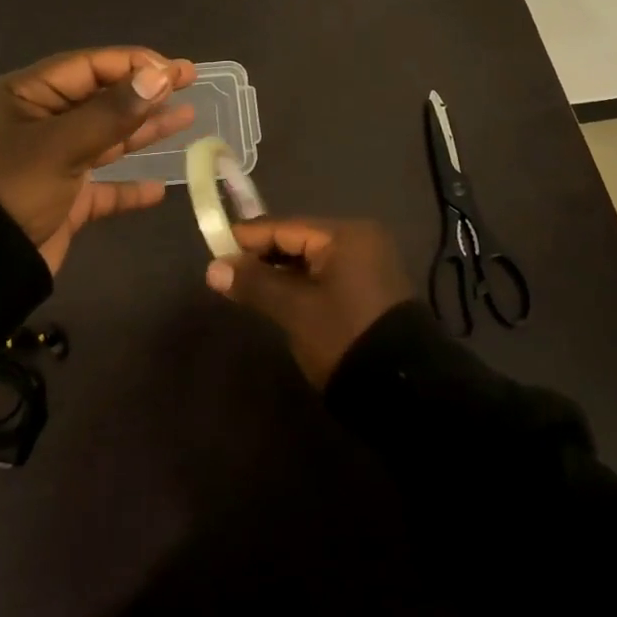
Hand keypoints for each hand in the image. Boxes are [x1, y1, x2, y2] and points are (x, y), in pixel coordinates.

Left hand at [0, 47, 197, 273]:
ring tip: (186, 117)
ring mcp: (51, 162)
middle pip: (101, 98)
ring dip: (143, 130)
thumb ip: (112, 112)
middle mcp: (40, 123)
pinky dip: (127, 188)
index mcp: (28, 96)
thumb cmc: (10, 189)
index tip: (176, 69)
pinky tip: (157, 190)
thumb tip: (159, 75)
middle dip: (144, 91)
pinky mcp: (60, 200)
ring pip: (106, 138)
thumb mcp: (60, 145)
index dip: (134, 64)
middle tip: (189, 81)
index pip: (89, 67)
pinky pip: (101, 188)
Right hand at [204, 218, 413, 387]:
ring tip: (246, 284)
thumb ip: (255, 284)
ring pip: (312, 260)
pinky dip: (302, 283)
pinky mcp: (371, 290)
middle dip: (264, 255)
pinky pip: (327, 275)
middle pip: (300, 240)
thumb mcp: (295, 309)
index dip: (249, 237)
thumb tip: (213, 268)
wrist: (403, 389)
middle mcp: (361, 240)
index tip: (215, 245)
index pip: (286, 226)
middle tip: (227, 269)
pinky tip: (278, 296)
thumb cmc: (344, 336)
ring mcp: (369, 265)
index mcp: (346, 235)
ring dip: (281, 271)